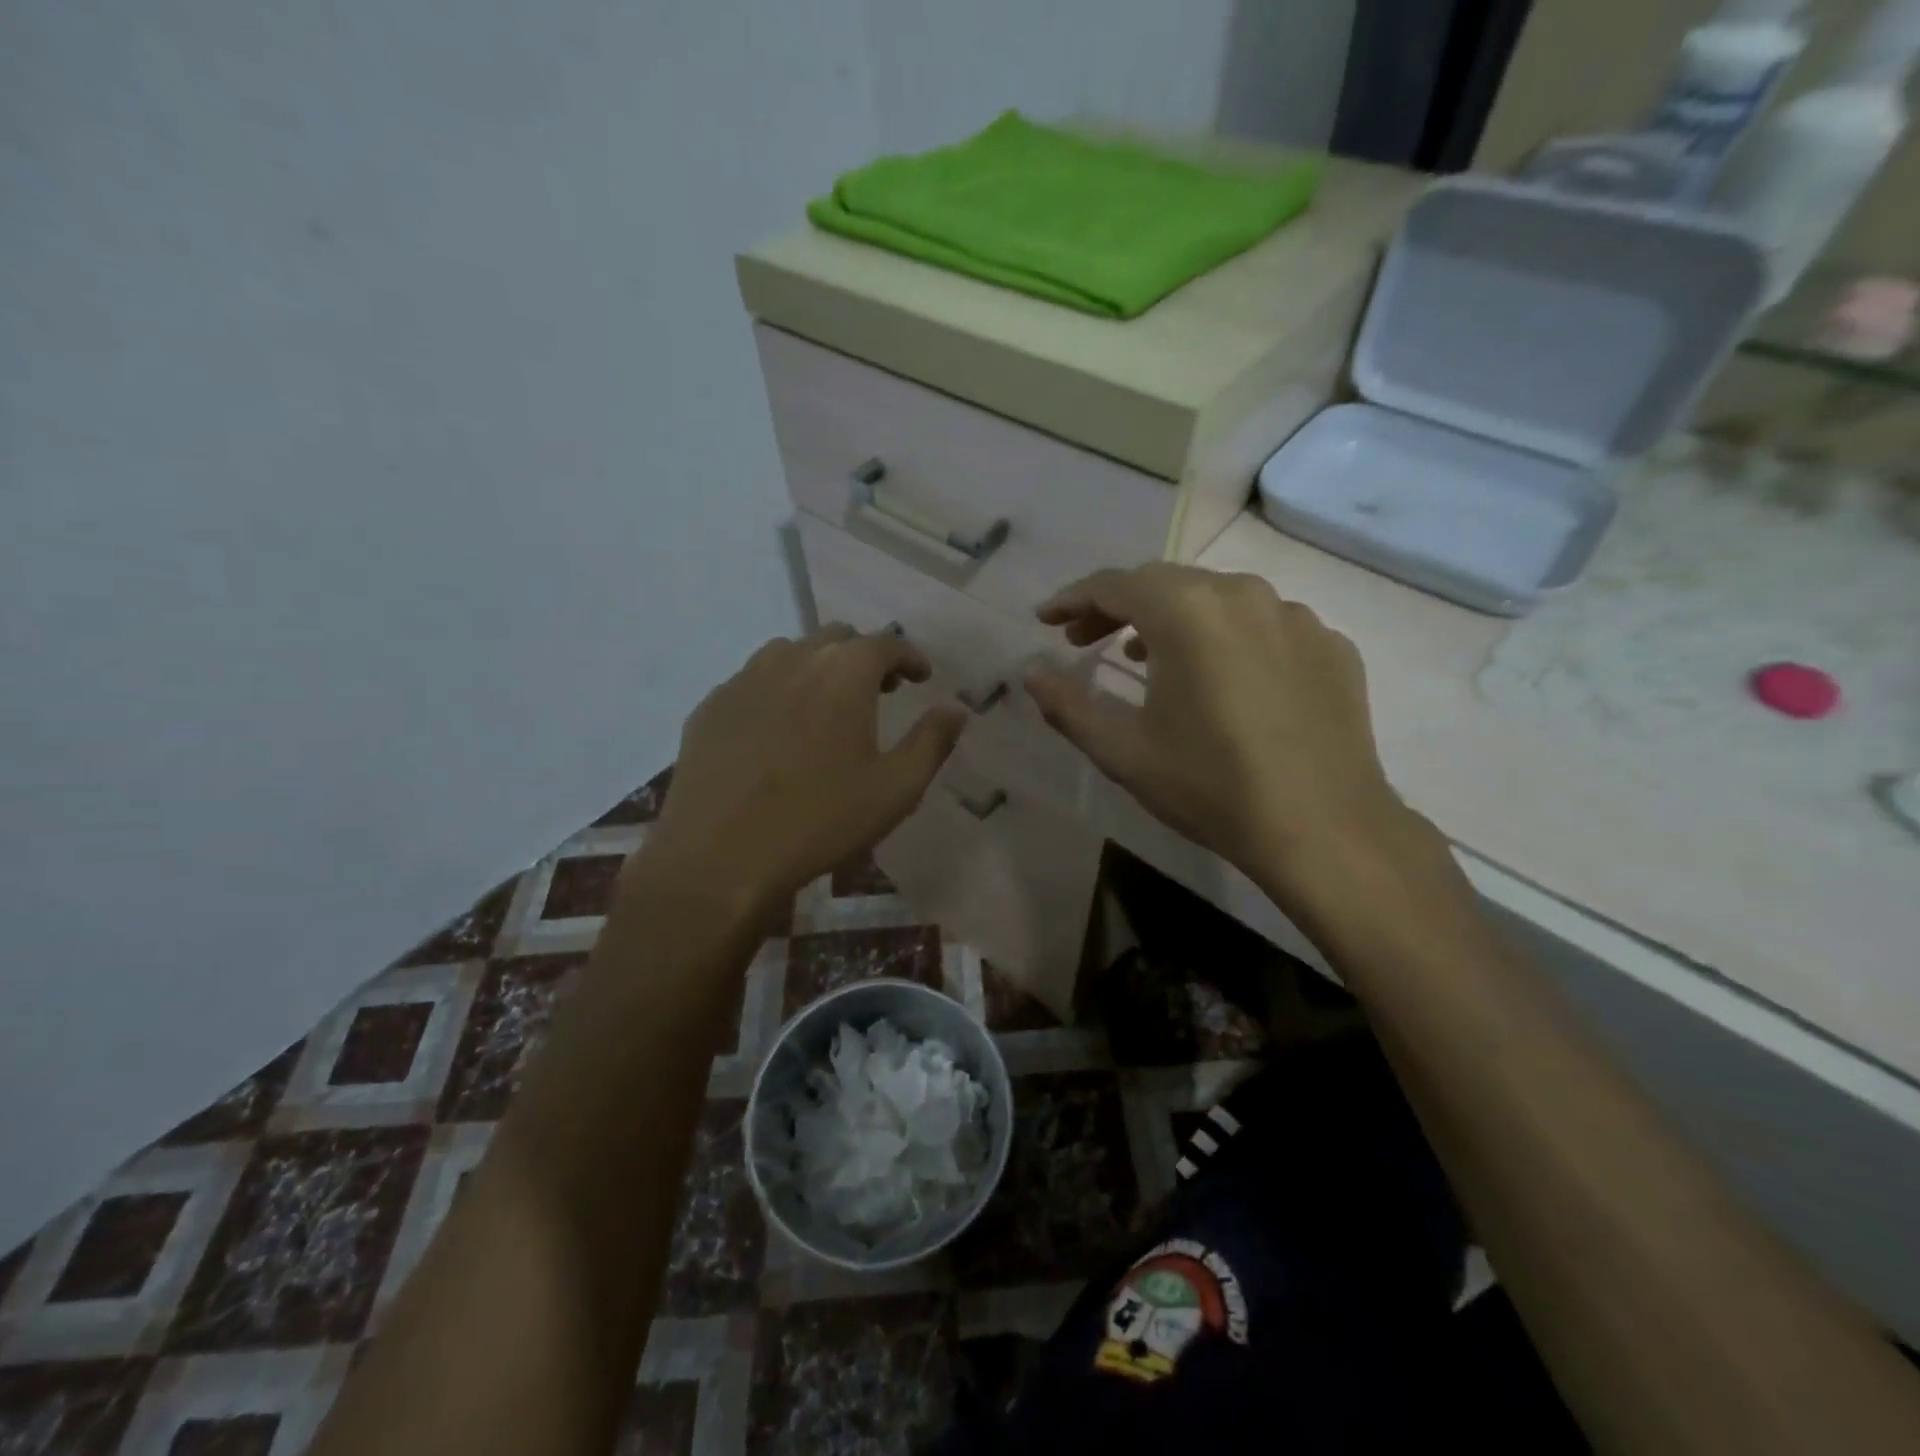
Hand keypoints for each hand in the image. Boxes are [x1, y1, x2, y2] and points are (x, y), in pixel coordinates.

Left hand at [642, 625, 964, 919]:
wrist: (718, 856)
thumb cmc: (819, 820)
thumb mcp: (895, 789)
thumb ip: (931, 741)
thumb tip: (954, 709)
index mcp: (843, 672)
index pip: (886, 644)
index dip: (910, 657)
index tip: (921, 677)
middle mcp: (793, 659)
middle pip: (837, 638)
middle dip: (865, 657)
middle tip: (880, 691)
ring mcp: (744, 678)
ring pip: (791, 653)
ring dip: (819, 667)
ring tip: (828, 705)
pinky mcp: (711, 705)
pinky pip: (753, 680)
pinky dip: (778, 690)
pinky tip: (778, 729)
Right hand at [1025, 564, 1431, 911]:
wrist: (1323, 829)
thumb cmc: (1210, 786)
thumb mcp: (1123, 752)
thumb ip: (1069, 706)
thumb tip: (1031, 675)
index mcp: (1187, 611)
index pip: (1115, 585)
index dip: (1073, 600)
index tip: (1047, 620)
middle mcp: (1243, 594)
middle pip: (1165, 584)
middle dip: (1117, 607)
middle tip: (1085, 641)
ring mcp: (1296, 616)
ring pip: (1217, 598)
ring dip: (1173, 619)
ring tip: (1147, 656)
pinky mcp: (1331, 645)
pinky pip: (1264, 625)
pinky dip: (1228, 638)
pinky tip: (1223, 679)